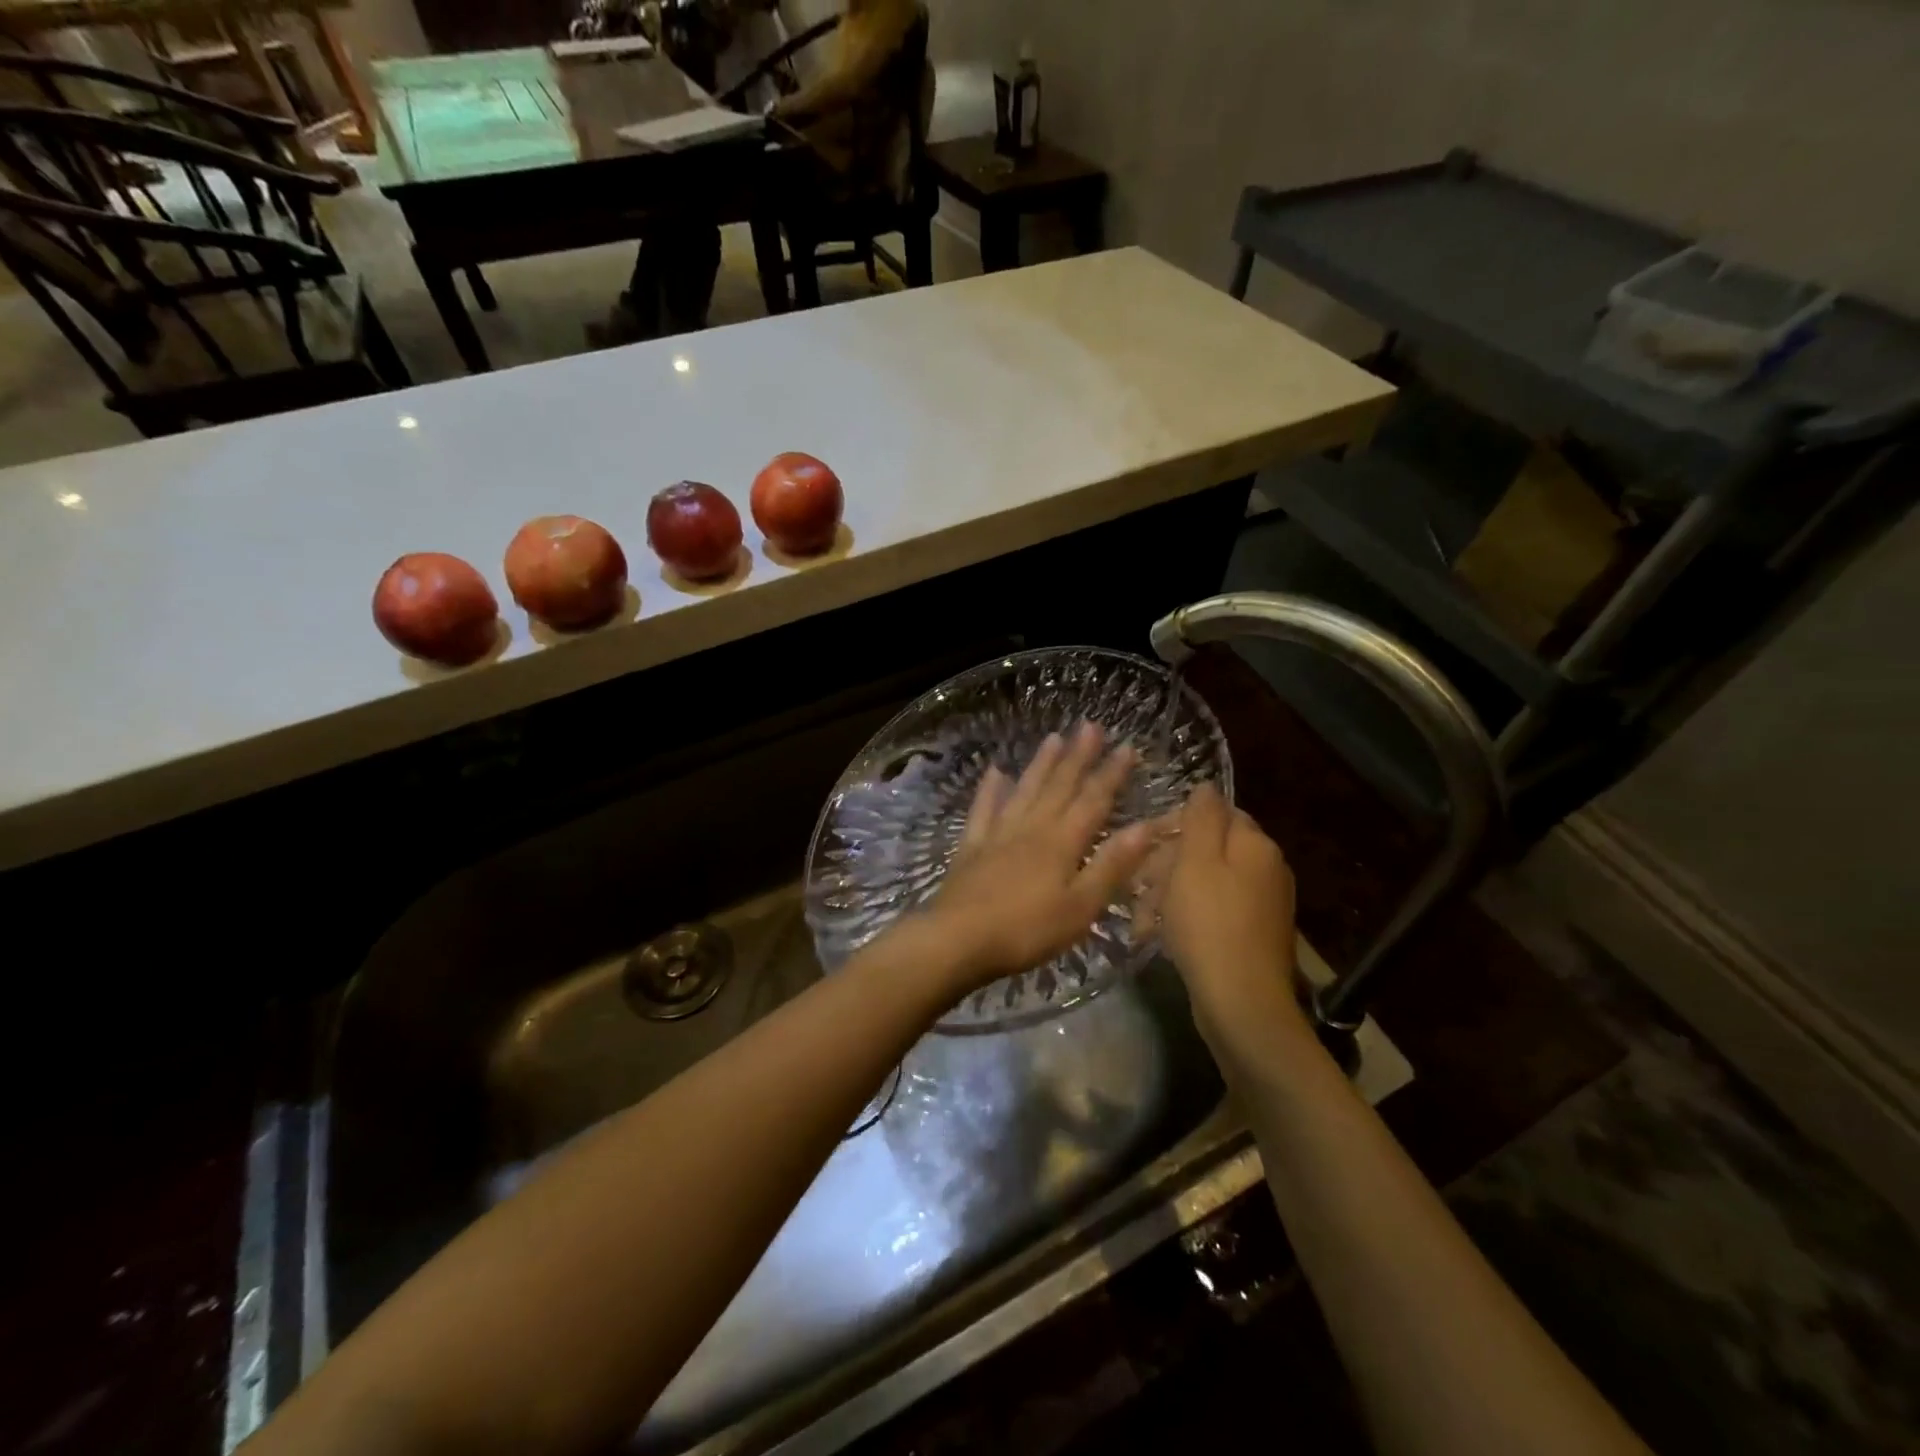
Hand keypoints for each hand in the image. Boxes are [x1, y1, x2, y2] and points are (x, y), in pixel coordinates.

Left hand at [921, 723, 1157, 993]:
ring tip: (1053, 738)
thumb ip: (1111, 865)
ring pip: (1024, 790)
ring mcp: (998, 834)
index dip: (1111, 774)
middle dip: (1077, 756)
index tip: (1126, 747)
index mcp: (1062, 843)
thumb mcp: (1081, 907)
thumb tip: (1145, 826)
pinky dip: (990, 789)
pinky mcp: (971, 847)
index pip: (1093, 801)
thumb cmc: (1027, 930)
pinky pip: (983, 810)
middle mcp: (1031, 828)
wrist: (958, 939)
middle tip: (1089, 726)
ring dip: (1041, 764)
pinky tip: (995, 772)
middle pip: (1059, 786)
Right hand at [1156, 784, 1303, 1032]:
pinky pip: (1213, 912)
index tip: (1143, 844)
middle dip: (1166, 865)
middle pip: (1208, 849)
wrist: (1241, 1003)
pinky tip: (1161, 937)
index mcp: (1256, 845)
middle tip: (1136, 887)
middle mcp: (1267, 869)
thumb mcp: (1195, 861)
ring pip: (1205, 883)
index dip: (1176, 824)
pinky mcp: (1253, 936)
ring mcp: (1263, 905)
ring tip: (1141, 920)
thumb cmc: (1209, 923)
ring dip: (1169, 895)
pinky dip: (1186, 919)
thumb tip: (1207, 786)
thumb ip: (1201, 817)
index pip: (1215, 813)